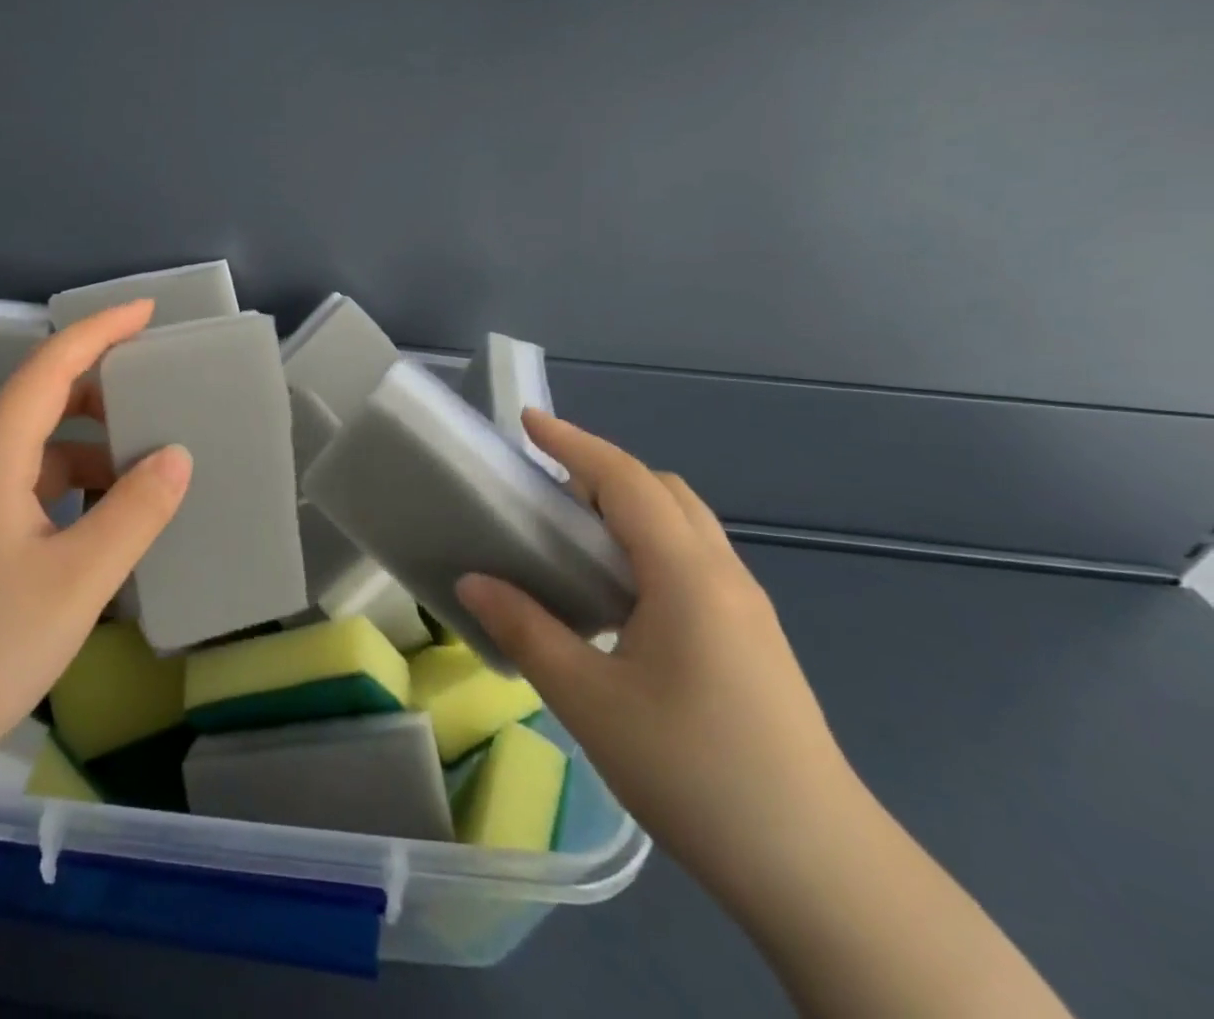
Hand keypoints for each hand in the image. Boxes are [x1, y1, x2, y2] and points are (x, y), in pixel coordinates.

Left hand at [0, 300, 191, 783]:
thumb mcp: (77, 579)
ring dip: (91, 442)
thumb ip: (134, 512)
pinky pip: (34, 487)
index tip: (147, 313)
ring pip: (39, 448)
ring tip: (145, 458)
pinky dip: (76, 484)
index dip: (98, 331)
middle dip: (101, 385)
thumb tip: (177, 455)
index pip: (48, 368)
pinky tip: (108, 516)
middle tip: (158, 389)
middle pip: (41, 400)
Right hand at [457, 409, 858, 901]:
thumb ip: (526, 630)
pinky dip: (648, 543)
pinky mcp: (754, 639)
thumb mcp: (590, 701)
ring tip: (572, 534)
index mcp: (687, 575)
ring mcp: (747, 608)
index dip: (574, 443)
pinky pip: (694, 559)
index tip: (526, 423)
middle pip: (662, 491)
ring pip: (684, 524)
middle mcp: (723, 575)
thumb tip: (473, 581)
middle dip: (601, 470)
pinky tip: (618, 593)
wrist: (822, 873)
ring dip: (628, 506)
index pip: (625, 480)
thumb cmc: (696, 773)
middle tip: (543, 488)